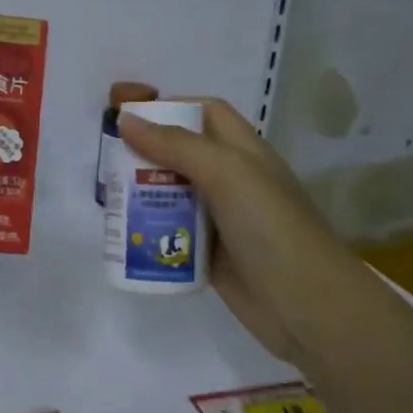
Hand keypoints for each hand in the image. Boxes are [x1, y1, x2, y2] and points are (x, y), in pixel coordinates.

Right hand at [118, 100, 361, 366]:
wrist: (306, 305)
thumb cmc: (270, 227)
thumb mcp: (226, 173)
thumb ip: (176, 145)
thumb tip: (126, 119)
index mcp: (244, 151)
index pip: (207, 113)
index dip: (171, 107)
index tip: (130, 117)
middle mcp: (233, 180)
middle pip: (183, 154)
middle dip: (146, 154)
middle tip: (107, 165)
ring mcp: (222, 219)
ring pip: (174, 195)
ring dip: (143, 194)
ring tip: (107, 199)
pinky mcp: (211, 255)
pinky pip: (174, 234)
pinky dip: (151, 232)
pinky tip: (126, 235)